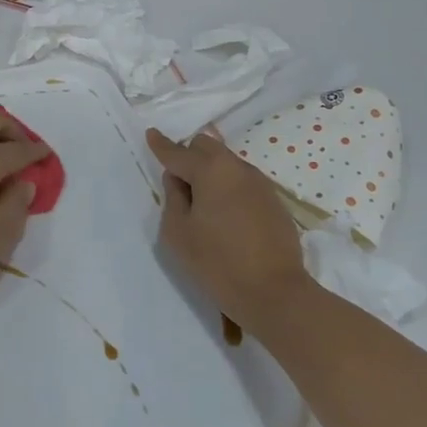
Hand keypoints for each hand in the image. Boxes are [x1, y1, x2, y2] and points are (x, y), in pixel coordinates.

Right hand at [147, 128, 312, 331]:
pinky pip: (243, 182)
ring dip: (211, 173)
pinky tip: (227, 218)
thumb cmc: (217, 262)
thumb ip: (173, 198)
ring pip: (227, 163)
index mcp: (210, 170)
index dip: (161, 144)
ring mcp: (260, 183)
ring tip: (204, 205)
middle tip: (179, 184)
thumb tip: (178, 180)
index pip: (178, 152)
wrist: (275, 292)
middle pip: (207, 147)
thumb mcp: (178, 232)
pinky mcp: (274, 201)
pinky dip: (229, 188)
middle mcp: (237, 168)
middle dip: (189, 156)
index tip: (151, 133)